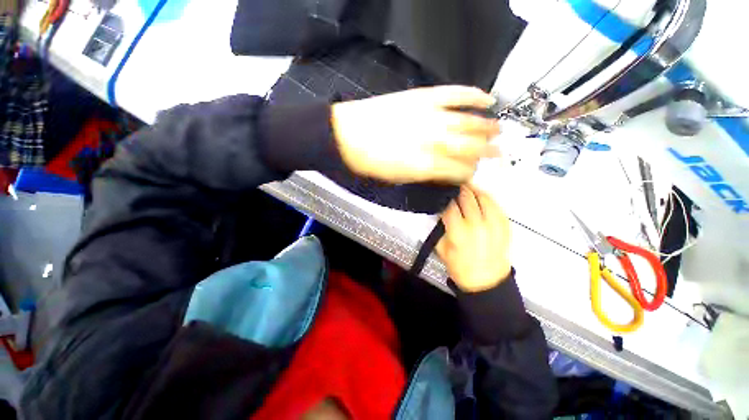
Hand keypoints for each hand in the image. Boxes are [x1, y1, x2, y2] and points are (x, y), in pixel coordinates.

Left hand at [331, 86, 500, 183]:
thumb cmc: (370, 162)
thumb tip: (445, 173)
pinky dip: (474, 95)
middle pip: (470, 147)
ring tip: (501, 131)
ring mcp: (430, 116)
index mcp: (425, 165)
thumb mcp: (398, 178)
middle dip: (488, 152)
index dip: (470, 174)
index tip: (475, 175)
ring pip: (469, 121)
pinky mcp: (423, 97)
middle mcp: (433, 141)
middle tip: (500, 154)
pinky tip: (488, 98)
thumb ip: (425, 175)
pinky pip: (455, 94)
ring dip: (489, 127)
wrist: (347, 134)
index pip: (460, 171)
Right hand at [436, 185, 511, 292]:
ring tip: (466, 187)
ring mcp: (493, 224)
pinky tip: (480, 197)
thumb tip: (440, 212)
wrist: (486, 280)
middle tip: (452, 187)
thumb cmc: (459, 266)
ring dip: (473, 190)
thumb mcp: (441, 248)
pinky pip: (495, 205)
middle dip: (458, 190)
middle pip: (467, 197)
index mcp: (459, 232)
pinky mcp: (504, 225)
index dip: (444, 198)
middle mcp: (477, 224)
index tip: (441, 195)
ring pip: (483, 197)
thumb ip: (439, 228)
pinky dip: (486, 198)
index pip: (450, 206)